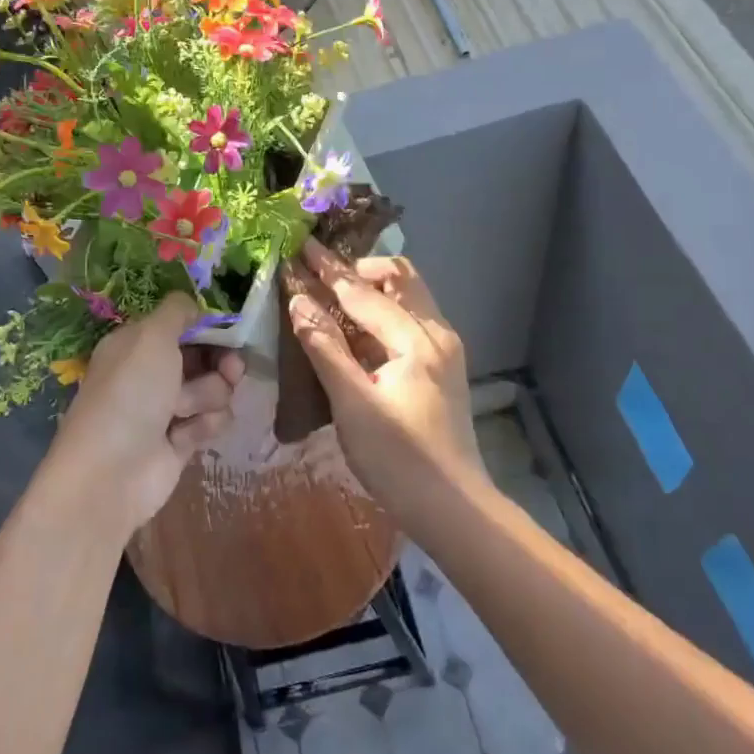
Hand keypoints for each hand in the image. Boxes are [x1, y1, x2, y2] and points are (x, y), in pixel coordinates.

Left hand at [51, 293, 244, 531]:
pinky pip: (212, 421)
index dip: (209, 327)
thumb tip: (194, 304)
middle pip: (206, 357)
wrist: (111, 473)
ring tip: (185, 411)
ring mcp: (168, 408)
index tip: (230, 330)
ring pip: (215, 389)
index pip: (184, 325)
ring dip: (208, 397)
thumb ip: (177, 311)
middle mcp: (153, 372)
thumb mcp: (151, 337)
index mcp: (138, 343)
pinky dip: (204, 426)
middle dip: (221, 363)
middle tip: (231, 369)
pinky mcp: (182, 440)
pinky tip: (185, 437)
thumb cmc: (129, 394)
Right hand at [284, 242, 486, 508]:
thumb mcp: (352, 404)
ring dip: (373, 290)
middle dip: (360, 270)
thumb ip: (325, 348)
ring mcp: (445, 350)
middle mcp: (438, 333)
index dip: (330, 269)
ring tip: (333, 298)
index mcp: (417, 339)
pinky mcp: (443, 368)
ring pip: (409, 299)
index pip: (365, 292)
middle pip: (400, 279)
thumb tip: (299, 301)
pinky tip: (357, 334)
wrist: (454, 508)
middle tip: (321, 275)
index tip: (302, 244)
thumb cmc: (399, 459)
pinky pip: (411, 322)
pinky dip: (383, 315)